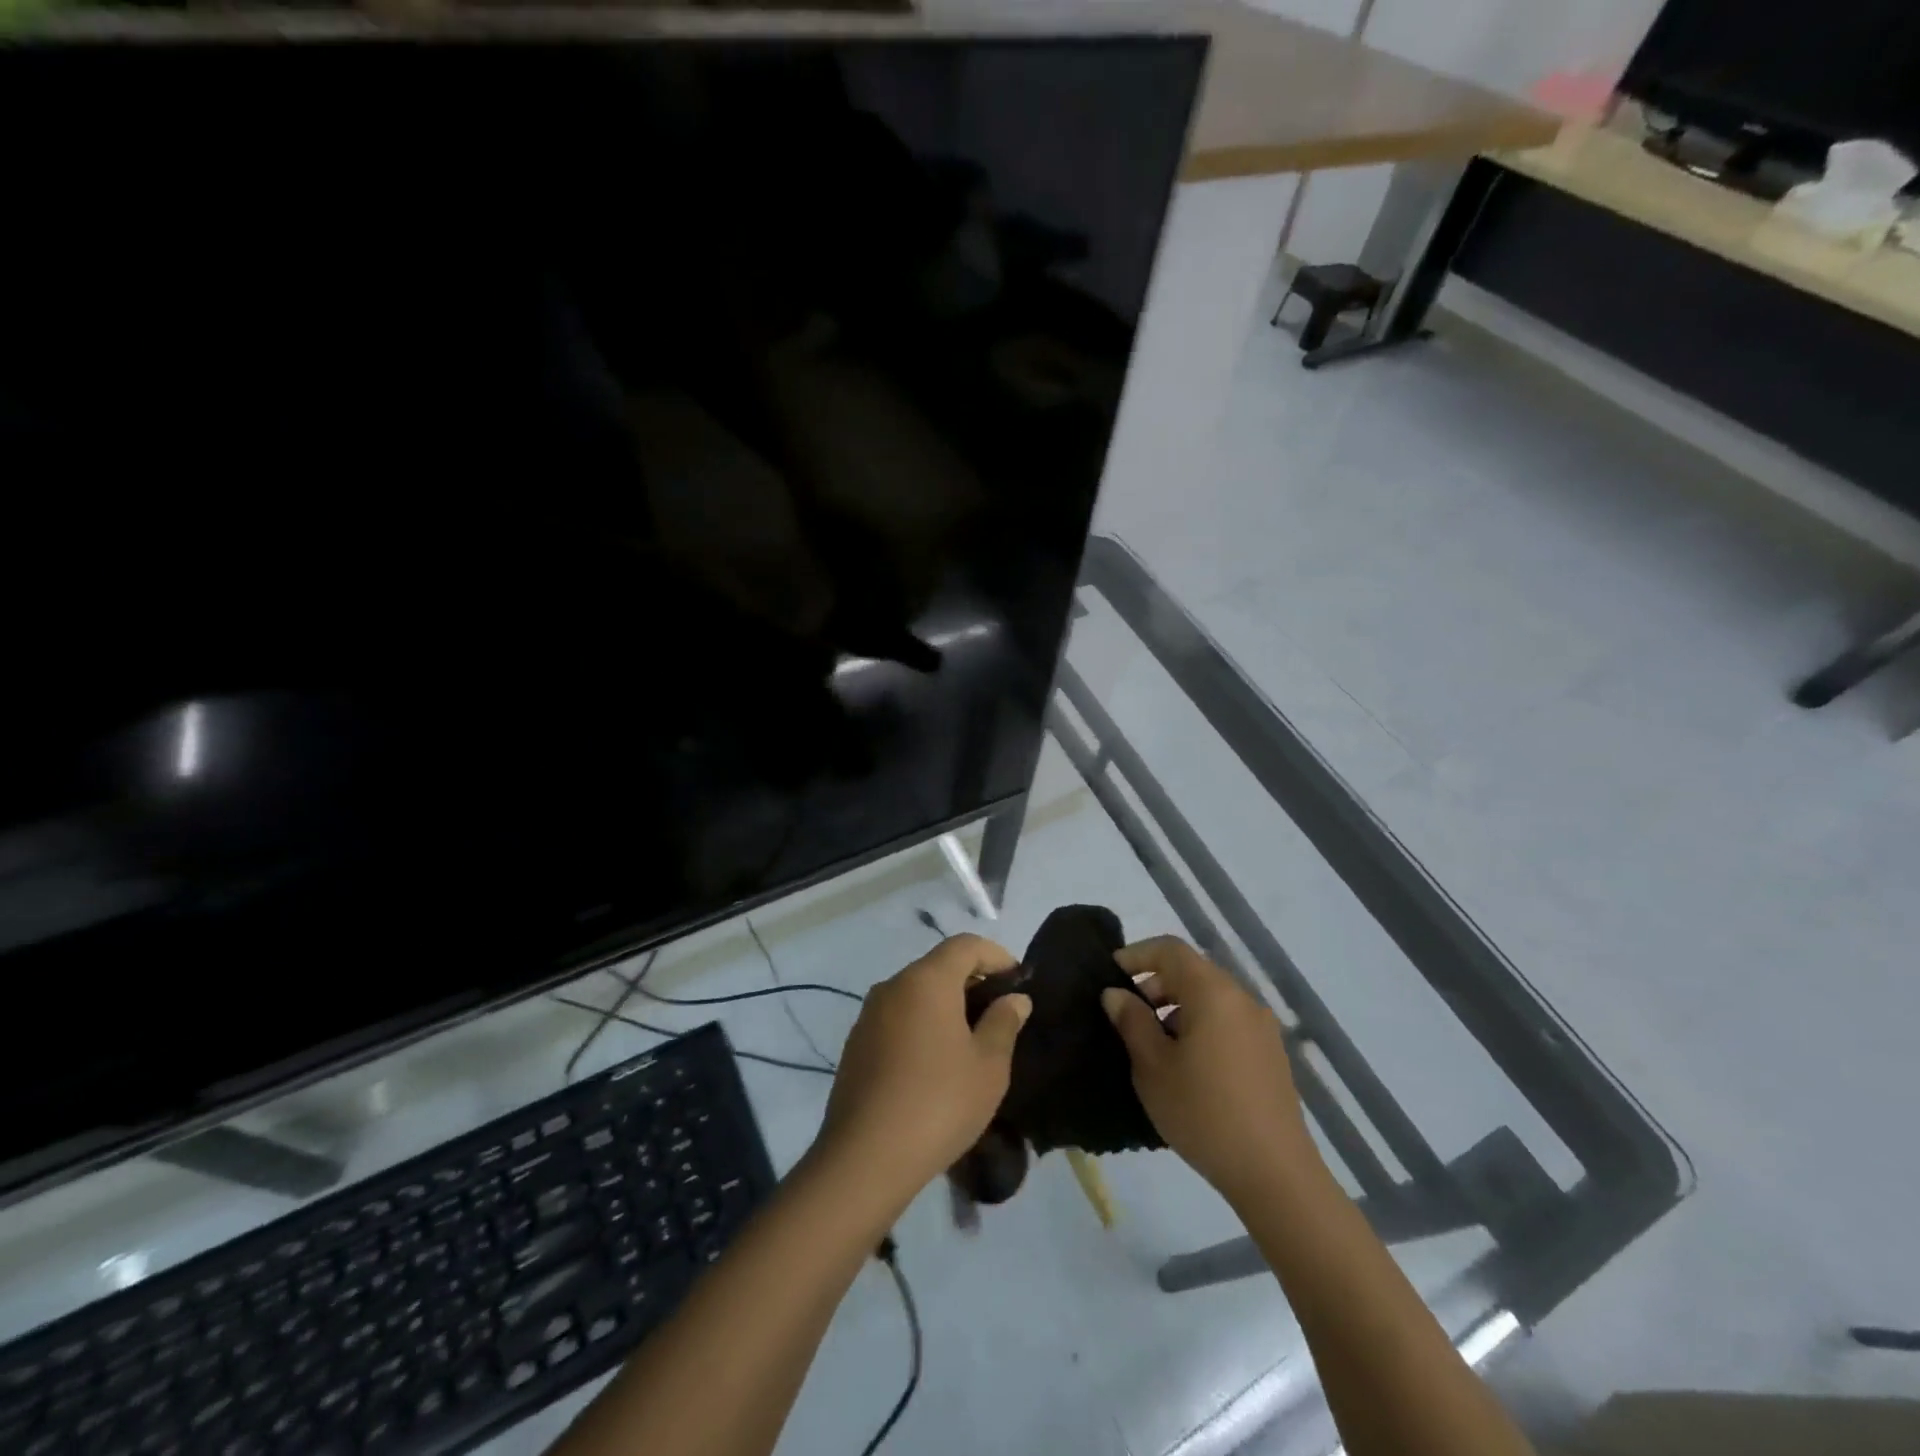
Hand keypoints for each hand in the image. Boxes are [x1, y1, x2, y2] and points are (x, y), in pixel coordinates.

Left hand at [811, 933, 1031, 1214]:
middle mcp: (893, 986)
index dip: (996, 956)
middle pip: (938, 966)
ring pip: (916, 993)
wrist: (865, 1158)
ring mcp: (868, 1015)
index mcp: (926, 980)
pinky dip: (921, 1025)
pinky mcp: (856, 1044)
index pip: (965, 945)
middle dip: (972, 981)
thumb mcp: (988, 1066)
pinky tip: (935, 1064)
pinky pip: (897, 1018)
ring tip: (970, 1041)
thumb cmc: (939, 1103)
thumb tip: (1014, 998)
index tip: (1018, 982)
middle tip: (999, 1014)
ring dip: (945, 1005)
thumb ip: (1004, 1022)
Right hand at [1101, 936, 1317, 1206]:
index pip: (1170, 949)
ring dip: (1178, 1006)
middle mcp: (1242, 998)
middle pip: (1192, 971)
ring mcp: (1262, 1027)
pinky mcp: (1271, 1054)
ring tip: (1153, 1043)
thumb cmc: (1203, 1113)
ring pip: (1211, 997)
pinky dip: (1201, 1025)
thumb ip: (1132, 1021)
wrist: (1275, 1174)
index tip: (1110, 975)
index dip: (1137, 955)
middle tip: (1127, 1014)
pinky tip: (1187, 1065)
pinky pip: (1228, 1021)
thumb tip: (1116, 993)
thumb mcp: (1152, 1066)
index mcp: (1213, 992)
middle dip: (1155, 983)